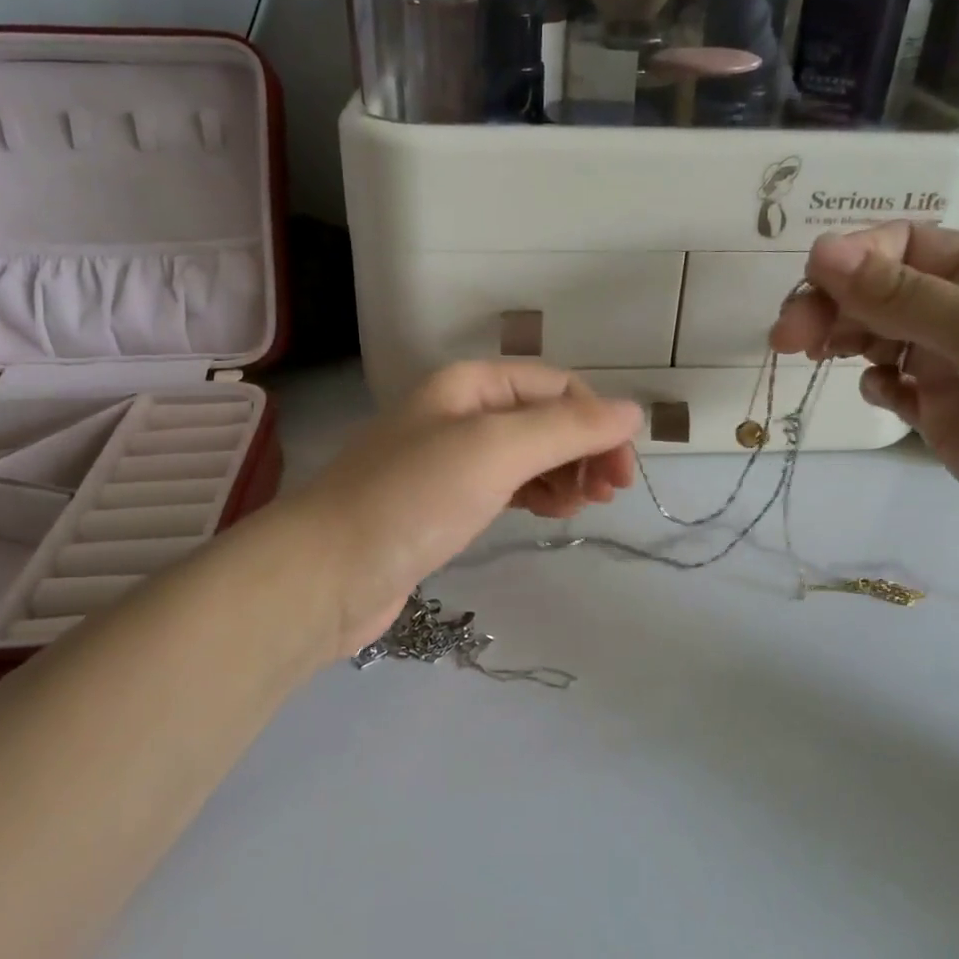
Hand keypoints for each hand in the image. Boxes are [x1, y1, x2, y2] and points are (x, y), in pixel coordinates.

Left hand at [286, 362, 641, 653]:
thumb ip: (567, 428)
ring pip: (529, 455)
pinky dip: (537, 494)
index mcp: (470, 384)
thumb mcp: (496, 450)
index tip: (622, 472)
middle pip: (545, 419)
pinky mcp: (444, 503)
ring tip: (581, 507)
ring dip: (565, 474)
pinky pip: (507, 485)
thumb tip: (632, 412)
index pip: (556, 387)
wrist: (326, 574)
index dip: (597, 421)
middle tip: (608, 494)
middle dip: (583, 449)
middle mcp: (461, 412)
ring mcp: (450, 459)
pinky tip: (550, 513)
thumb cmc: (413, 498)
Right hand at [772, 224, 958, 608]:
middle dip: (830, 305)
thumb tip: (819, 250)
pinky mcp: (937, 412)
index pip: (900, 247)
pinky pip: (888, 385)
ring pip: (873, 336)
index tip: (810, 284)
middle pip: (875, 291)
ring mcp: (948, 364)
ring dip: (842, 338)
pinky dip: (875, 384)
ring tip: (817, 354)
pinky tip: (884, 394)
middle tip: (789, 337)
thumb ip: (900, 296)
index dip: (850, 258)